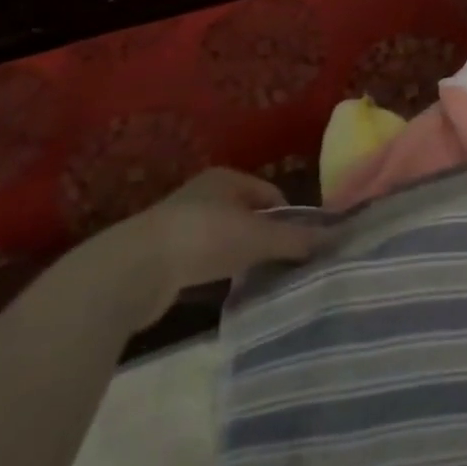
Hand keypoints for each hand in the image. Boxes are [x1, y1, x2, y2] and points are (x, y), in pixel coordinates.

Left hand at [93, 168, 328, 325]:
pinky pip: (200, 257)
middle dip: (264, 236)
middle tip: (281, 262)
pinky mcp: (159, 253)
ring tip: (253, 277)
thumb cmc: (205, 238)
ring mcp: (178, 222)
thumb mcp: (260, 238)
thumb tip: (335, 240)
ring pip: (223, 236)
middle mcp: (202, 193)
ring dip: (238, 254)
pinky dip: (213, 269)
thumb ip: (297, 239)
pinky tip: (219, 287)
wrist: (132, 270)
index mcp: (227, 178)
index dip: (290, 218)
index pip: (271, 194)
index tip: (300, 245)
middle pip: (247, 214)